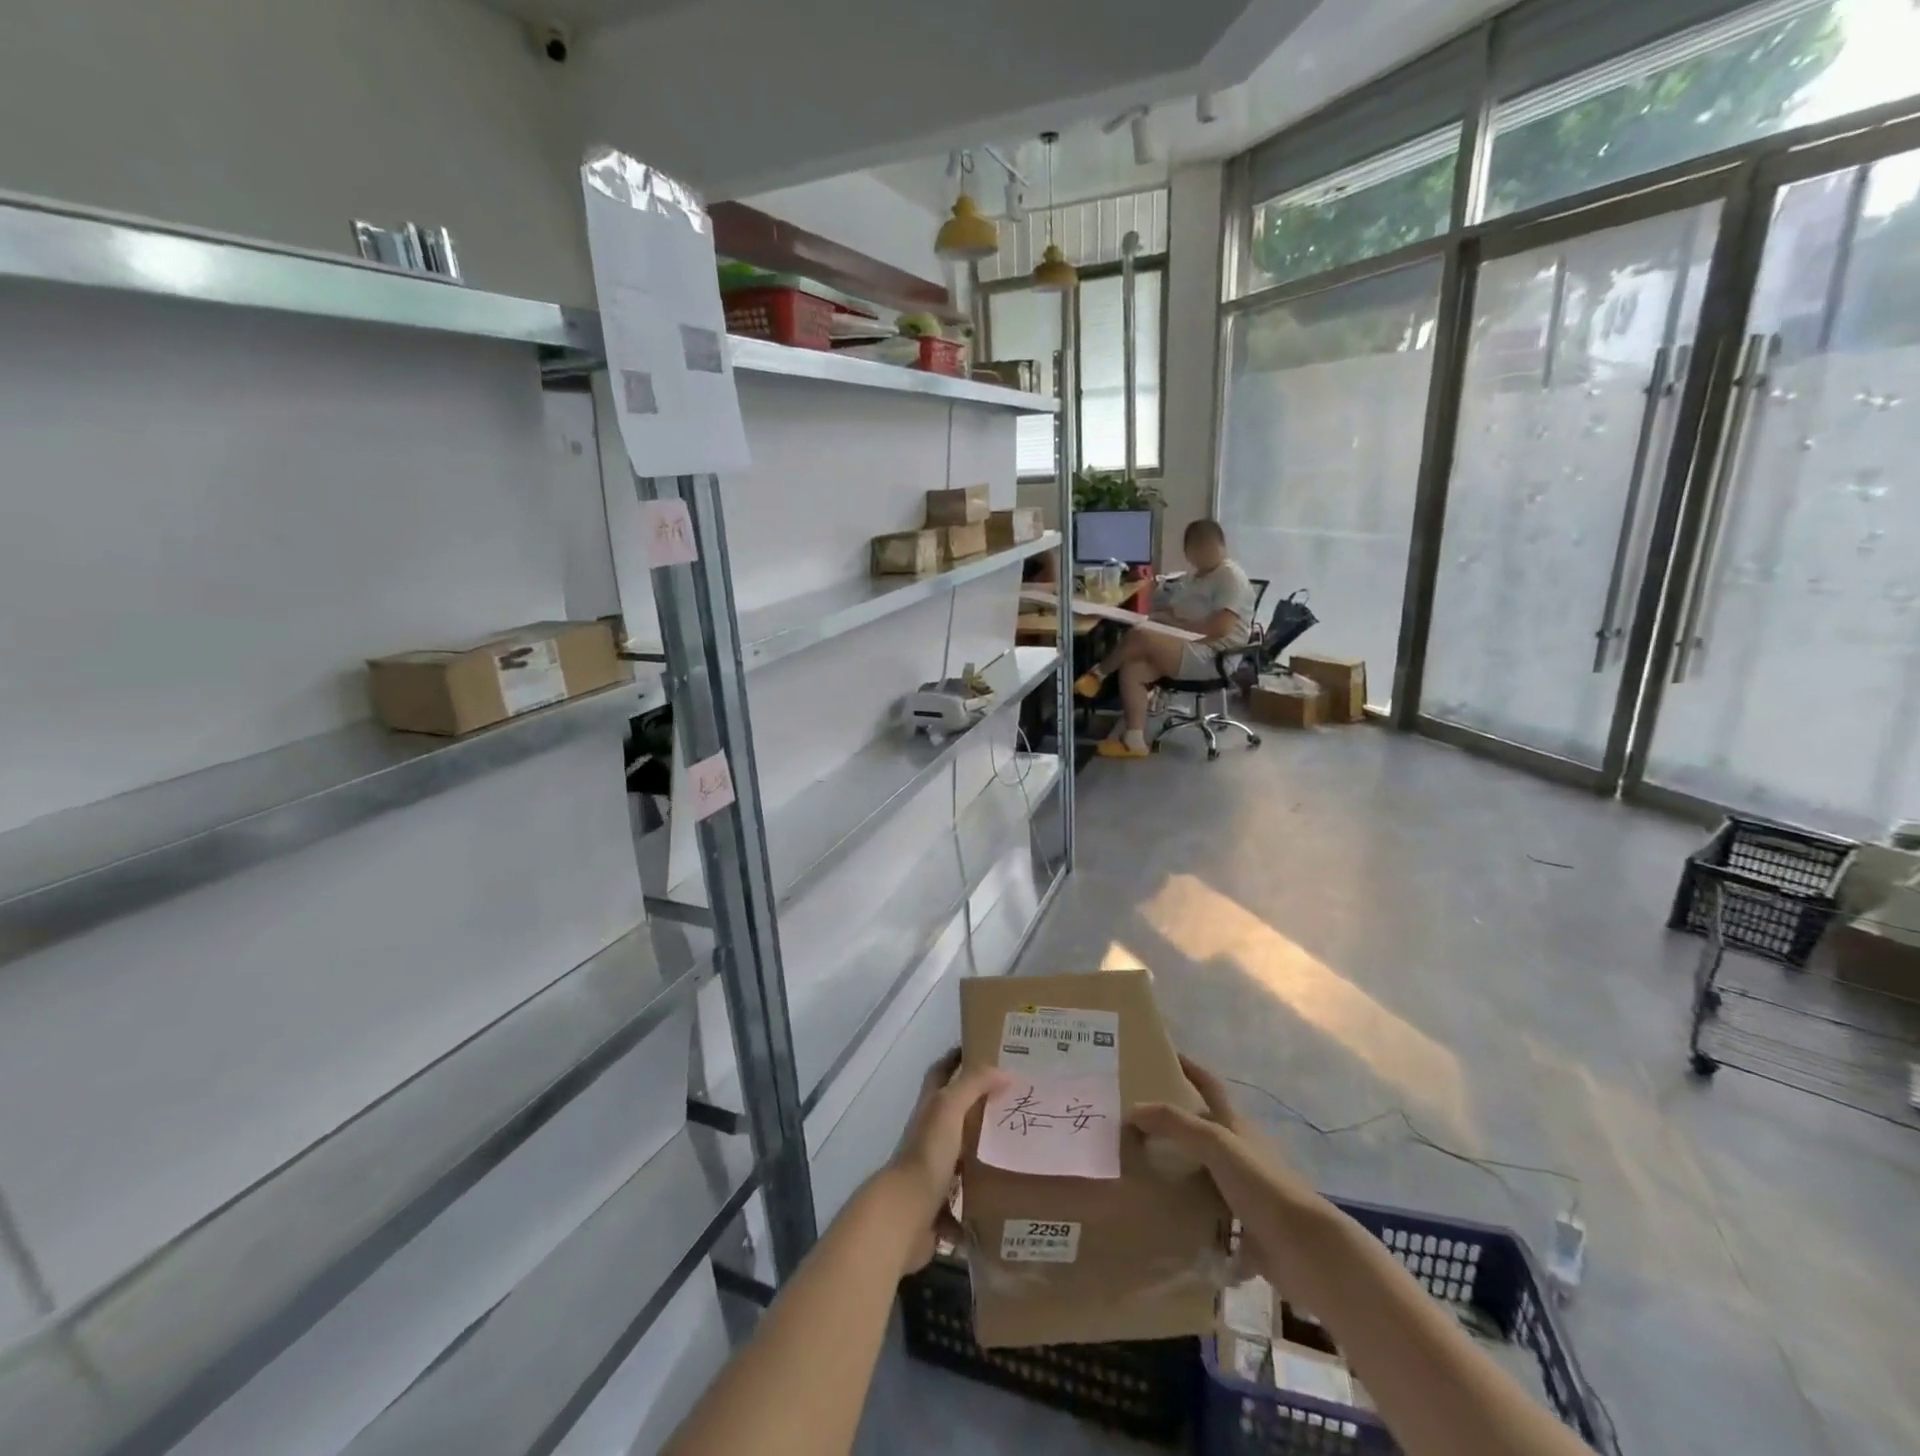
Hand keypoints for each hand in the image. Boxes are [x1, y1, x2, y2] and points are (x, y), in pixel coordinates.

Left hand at [875, 1049, 1007, 1274]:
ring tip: (1016, 1152)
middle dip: (979, 1107)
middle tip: (1014, 1102)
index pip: (941, 1071)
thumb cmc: (927, 1154)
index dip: (958, 1058)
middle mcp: (928, 1135)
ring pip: (960, 1157)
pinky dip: (978, 1206)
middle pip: (954, 1114)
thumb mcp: (949, 1108)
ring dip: (981, 1156)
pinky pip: (962, 1204)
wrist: (905, 1215)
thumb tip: (1004, 1072)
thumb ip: (973, 1084)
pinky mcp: (938, 1205)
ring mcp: (931, 1171)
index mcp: (930, 1108)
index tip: (986, 1050)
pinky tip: (1002, 1202)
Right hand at [1128, 1055, 1320, 1290]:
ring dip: (1178, 1170)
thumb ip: (1175, 1124)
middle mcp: (1240, 1153)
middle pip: (1204, 1128)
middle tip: (1137, 1120)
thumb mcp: (1216, 1143)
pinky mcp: (1244, 1227)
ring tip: (1140, 1169)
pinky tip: (1164, 1219)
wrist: (1304, 1249)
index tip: (1166, 1055)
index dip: (1190, 1068)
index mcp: (1236, 1126)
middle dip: (1176, 1122)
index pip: (1210, 1086)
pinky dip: (1189, 1214)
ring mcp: (1243, 1190)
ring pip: (1204, 1172)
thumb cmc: (1261, 1183)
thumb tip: (1132, 1110)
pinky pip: (1209, 1216)